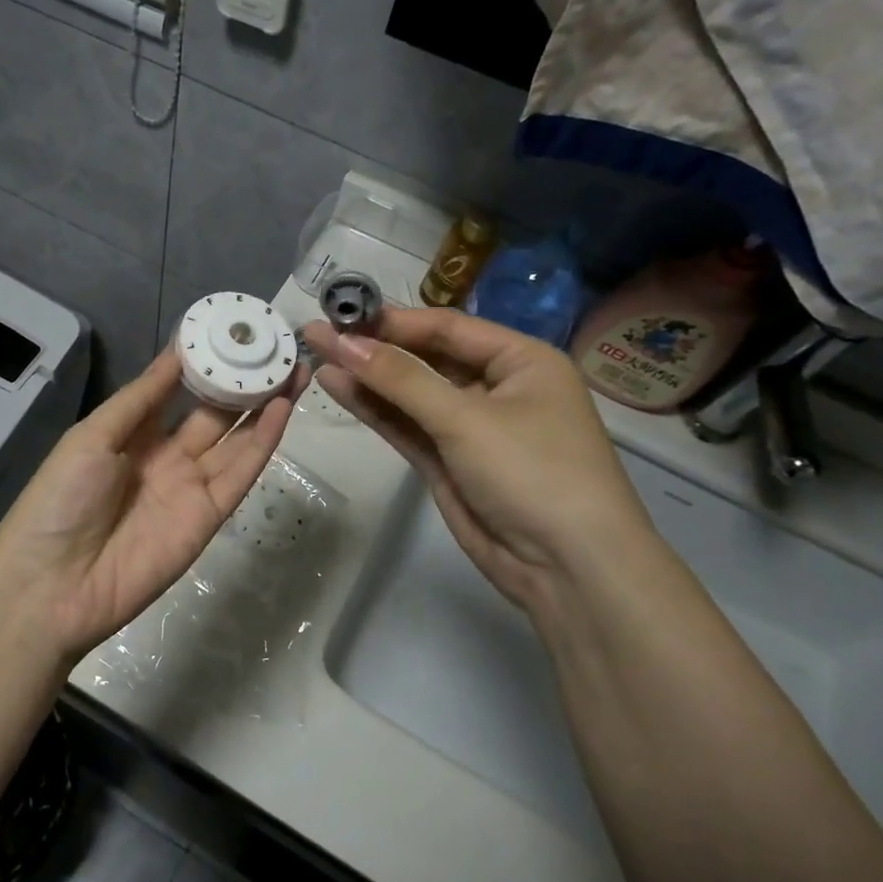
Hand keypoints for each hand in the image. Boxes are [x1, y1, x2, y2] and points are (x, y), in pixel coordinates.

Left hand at [0, 348, 302, 663]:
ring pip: (235, 439)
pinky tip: (281, 410)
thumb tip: (176, 353)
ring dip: (264, 406)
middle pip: (214, 413)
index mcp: (132, 434)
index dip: (204, 363)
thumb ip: (140, 398)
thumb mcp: (92, 436)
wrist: (54, 584)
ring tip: (292, 369)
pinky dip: (262, 442)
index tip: (232, 330)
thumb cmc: (61, 499)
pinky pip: (240, 474)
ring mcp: (190, 487)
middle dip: (244, 382)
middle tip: (275, 348)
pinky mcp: (209, 517)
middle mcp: (166, 456)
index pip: (176, 390)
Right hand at [304, 309, 653, 609]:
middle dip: (373, 348)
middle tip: (318, 332)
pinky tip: (337, 387)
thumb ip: (402, 380)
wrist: (567, 568)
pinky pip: (406, 426)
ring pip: (409, 394)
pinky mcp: (447, 462)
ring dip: (366, 377)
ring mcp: (468, 428)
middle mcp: (496, 387)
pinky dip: (374, 409)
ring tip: (315, 354)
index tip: (341, 312)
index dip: (393, 321)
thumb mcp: (467, 419)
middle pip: (425, 359)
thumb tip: (344, 343)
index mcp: (522, 361)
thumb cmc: (533, 473)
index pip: (447, 329)